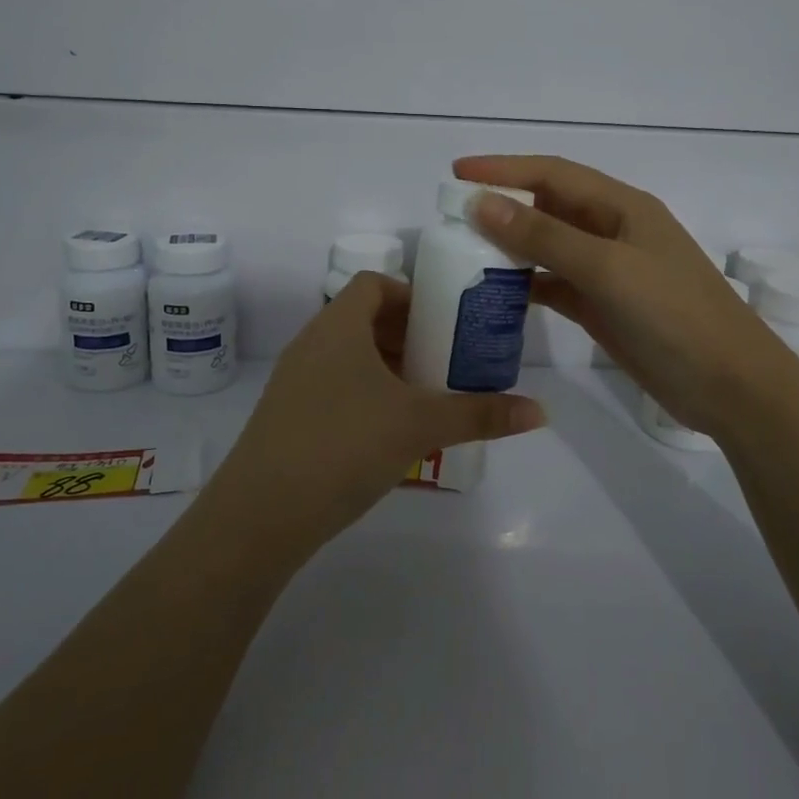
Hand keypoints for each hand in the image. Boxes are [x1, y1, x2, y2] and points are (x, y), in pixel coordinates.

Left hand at [203, 273, 545, 563]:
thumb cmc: (344, 444)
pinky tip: (388, 432)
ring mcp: (293, 381)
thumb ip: (479, 414)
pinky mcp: (286, 417)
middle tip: (445, 360)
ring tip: (423, 396)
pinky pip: (332, 387)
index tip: (444, 321)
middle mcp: (312, 343)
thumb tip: (539, 411)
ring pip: (347, 357)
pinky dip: (363, 394)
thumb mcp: (420, 425)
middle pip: (363, 319)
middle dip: (407, 335)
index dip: (410, 294)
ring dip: (386, 367)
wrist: (260, 514)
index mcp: (339, 326)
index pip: (374, 284)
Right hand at [454, 154, 797, 437]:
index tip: (456, 171)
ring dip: (510, 246)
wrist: (731, 387)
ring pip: (548, 247)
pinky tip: (495, 293)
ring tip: (463, 252)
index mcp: (622, 207)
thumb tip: (482, 203)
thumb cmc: (674, 316)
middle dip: (502, 206)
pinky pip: (554, 284)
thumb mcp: (608, 269)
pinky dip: (525, 284)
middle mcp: (612, 231)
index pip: (553, 174)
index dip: (504, 169)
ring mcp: (608, 271)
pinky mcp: (603, 307)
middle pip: (548, 207)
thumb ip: (545, 237)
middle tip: (451, 216)